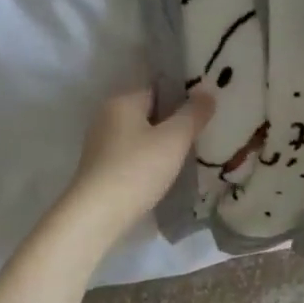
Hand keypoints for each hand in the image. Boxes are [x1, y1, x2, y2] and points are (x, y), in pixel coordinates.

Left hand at [65, 87, 214, 232]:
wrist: (96, 216)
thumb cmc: (137, 169)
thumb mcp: (174, 139)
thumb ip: (193, 114)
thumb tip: (207, 93)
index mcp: (122, 101)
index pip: (158, 87)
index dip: (183, 95)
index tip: (205, 109)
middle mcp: (107, 116)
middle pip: (149, 111)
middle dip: (174, 121)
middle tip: (202, 132)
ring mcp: (101, 143)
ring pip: (141, 134)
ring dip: (162, 142)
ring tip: (189, 154)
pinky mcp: (100, 167)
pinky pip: (132, 154)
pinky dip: (149, 159)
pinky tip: (165, 173)